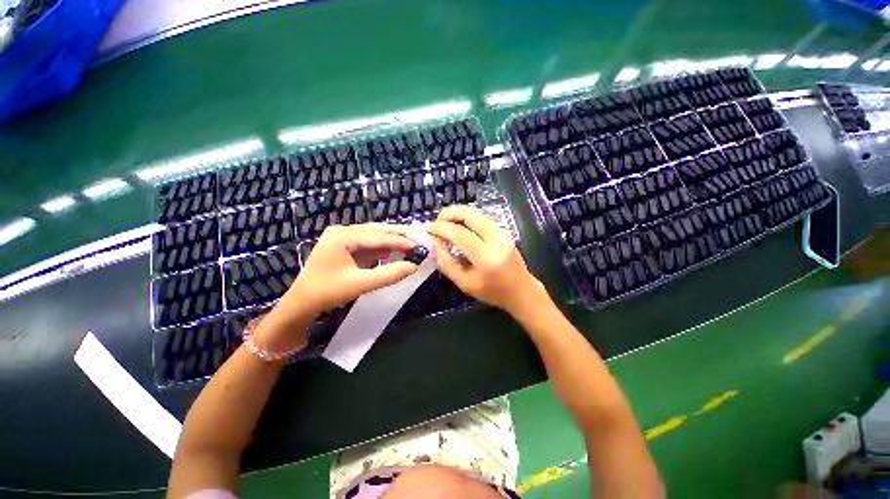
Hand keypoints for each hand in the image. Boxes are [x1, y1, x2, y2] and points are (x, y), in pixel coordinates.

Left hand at [278, 224, 418, 317]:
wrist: (301, 304)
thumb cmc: (327, 293)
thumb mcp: (360, 284)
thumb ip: (389, 275)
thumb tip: (414, 266)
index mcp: (343, 236)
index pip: (378, 237)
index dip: (401, 241)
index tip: (420, 245)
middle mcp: (343, 231)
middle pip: (377, 231)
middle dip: (399, 235)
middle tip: (420, 238)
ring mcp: (343, 238)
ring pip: (374, 236)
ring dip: (392, 241)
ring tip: (412, 243)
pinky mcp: (345, 246)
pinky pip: (369, 244)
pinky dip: (383, 248)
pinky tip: (396, 250)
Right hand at [428, 205, 544, 315]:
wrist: (521, 291)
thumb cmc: (492, 292)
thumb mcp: (464, 284)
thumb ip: (446, 264)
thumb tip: (433, 244)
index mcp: (486, 258)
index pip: (460, 234)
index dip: (442, 228)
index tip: (429, 229)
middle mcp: (496, 240)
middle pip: (470, 215)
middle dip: (450, 213)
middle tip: (437, 221)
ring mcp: (502, 233)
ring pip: (477, 214)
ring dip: (458, 214)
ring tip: (445, 223)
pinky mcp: (504, 231)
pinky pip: (482, 219)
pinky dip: (467, 219)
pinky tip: (459, 227)